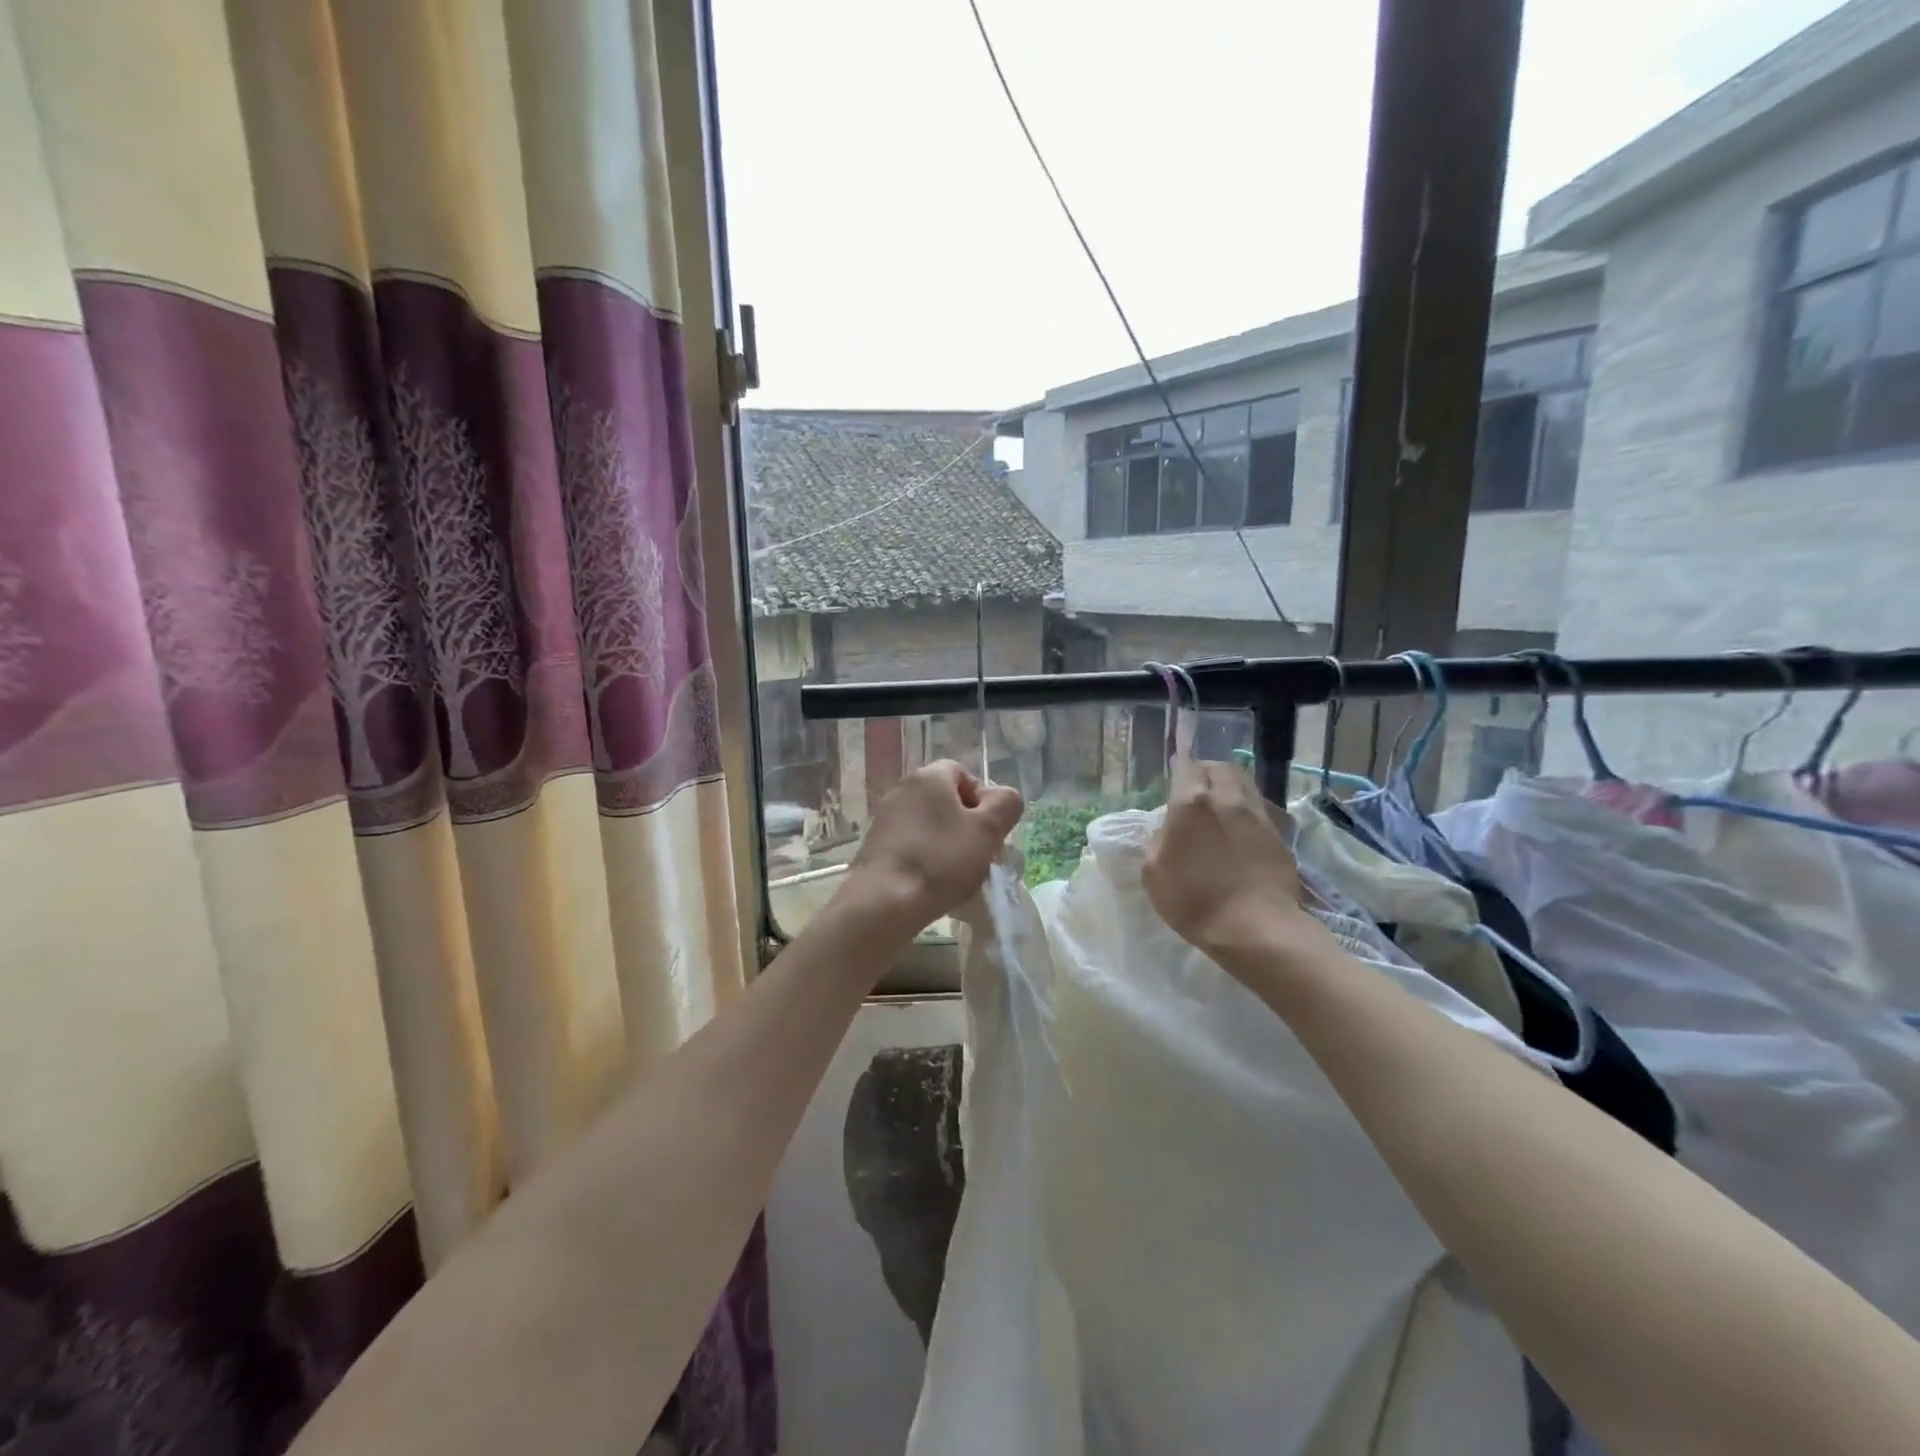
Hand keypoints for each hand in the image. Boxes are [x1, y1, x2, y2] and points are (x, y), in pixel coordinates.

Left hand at [843, 760, 1023, 938]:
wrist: (885, 901)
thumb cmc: (941, 859)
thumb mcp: (988, 830)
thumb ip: (1006, 805)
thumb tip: (1002, 799)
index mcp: (929, 777)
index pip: (963, 774)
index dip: (982, 800)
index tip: (988, 830)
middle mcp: (902, 789)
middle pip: (945, 801)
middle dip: (965, 825)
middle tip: (978, 854)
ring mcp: (885, 818)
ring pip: (928, 825)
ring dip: (946, 844)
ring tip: (957, 875)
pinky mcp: (874, 846)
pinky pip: (910, 845)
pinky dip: (925, 859)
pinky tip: (933, 884)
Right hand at [1144, 758, 1311, 962]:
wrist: (1256, 927)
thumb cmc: (1194, 901)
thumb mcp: (1154, 873)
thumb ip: (1157, 841)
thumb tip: (1168, 828)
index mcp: (1192, 803)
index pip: (1186, 766)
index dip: (1179, 765)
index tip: (1175, 771)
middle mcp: (1227, 799)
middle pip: (1220, 767)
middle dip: (1206, 770)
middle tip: (1197, 785)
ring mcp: (1257, 815)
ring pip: (1244, 782)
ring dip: (1230, 784)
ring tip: (1221, 801)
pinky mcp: (1279, 834)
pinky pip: (1259, 806)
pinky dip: (1246, 807)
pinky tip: (1240, 825)